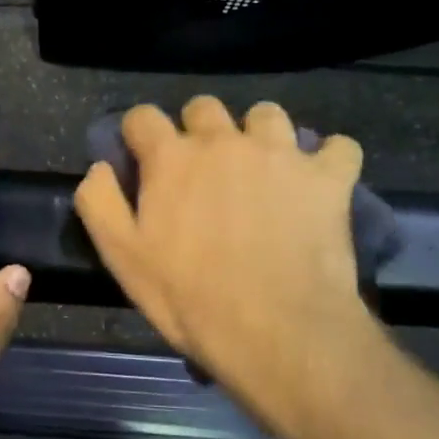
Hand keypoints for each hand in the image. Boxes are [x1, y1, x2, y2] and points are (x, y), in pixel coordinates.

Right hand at [73, 97, 377, 431]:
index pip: (143, 116)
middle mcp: (224, 140)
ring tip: (262, 169)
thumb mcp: (121, 258)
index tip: (141, 158)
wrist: (278, 331)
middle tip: (202, 169)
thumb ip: (99, 202)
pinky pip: (339, 147)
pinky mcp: (327, 177)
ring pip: (268, 114)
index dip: (138, 134)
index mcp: (172, 157)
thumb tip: (99, 166)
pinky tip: (319, 182)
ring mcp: (280, 153)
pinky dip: (329, 159)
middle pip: (205, 106)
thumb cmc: (190, 298)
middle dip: (197, 128)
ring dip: (259, 135)